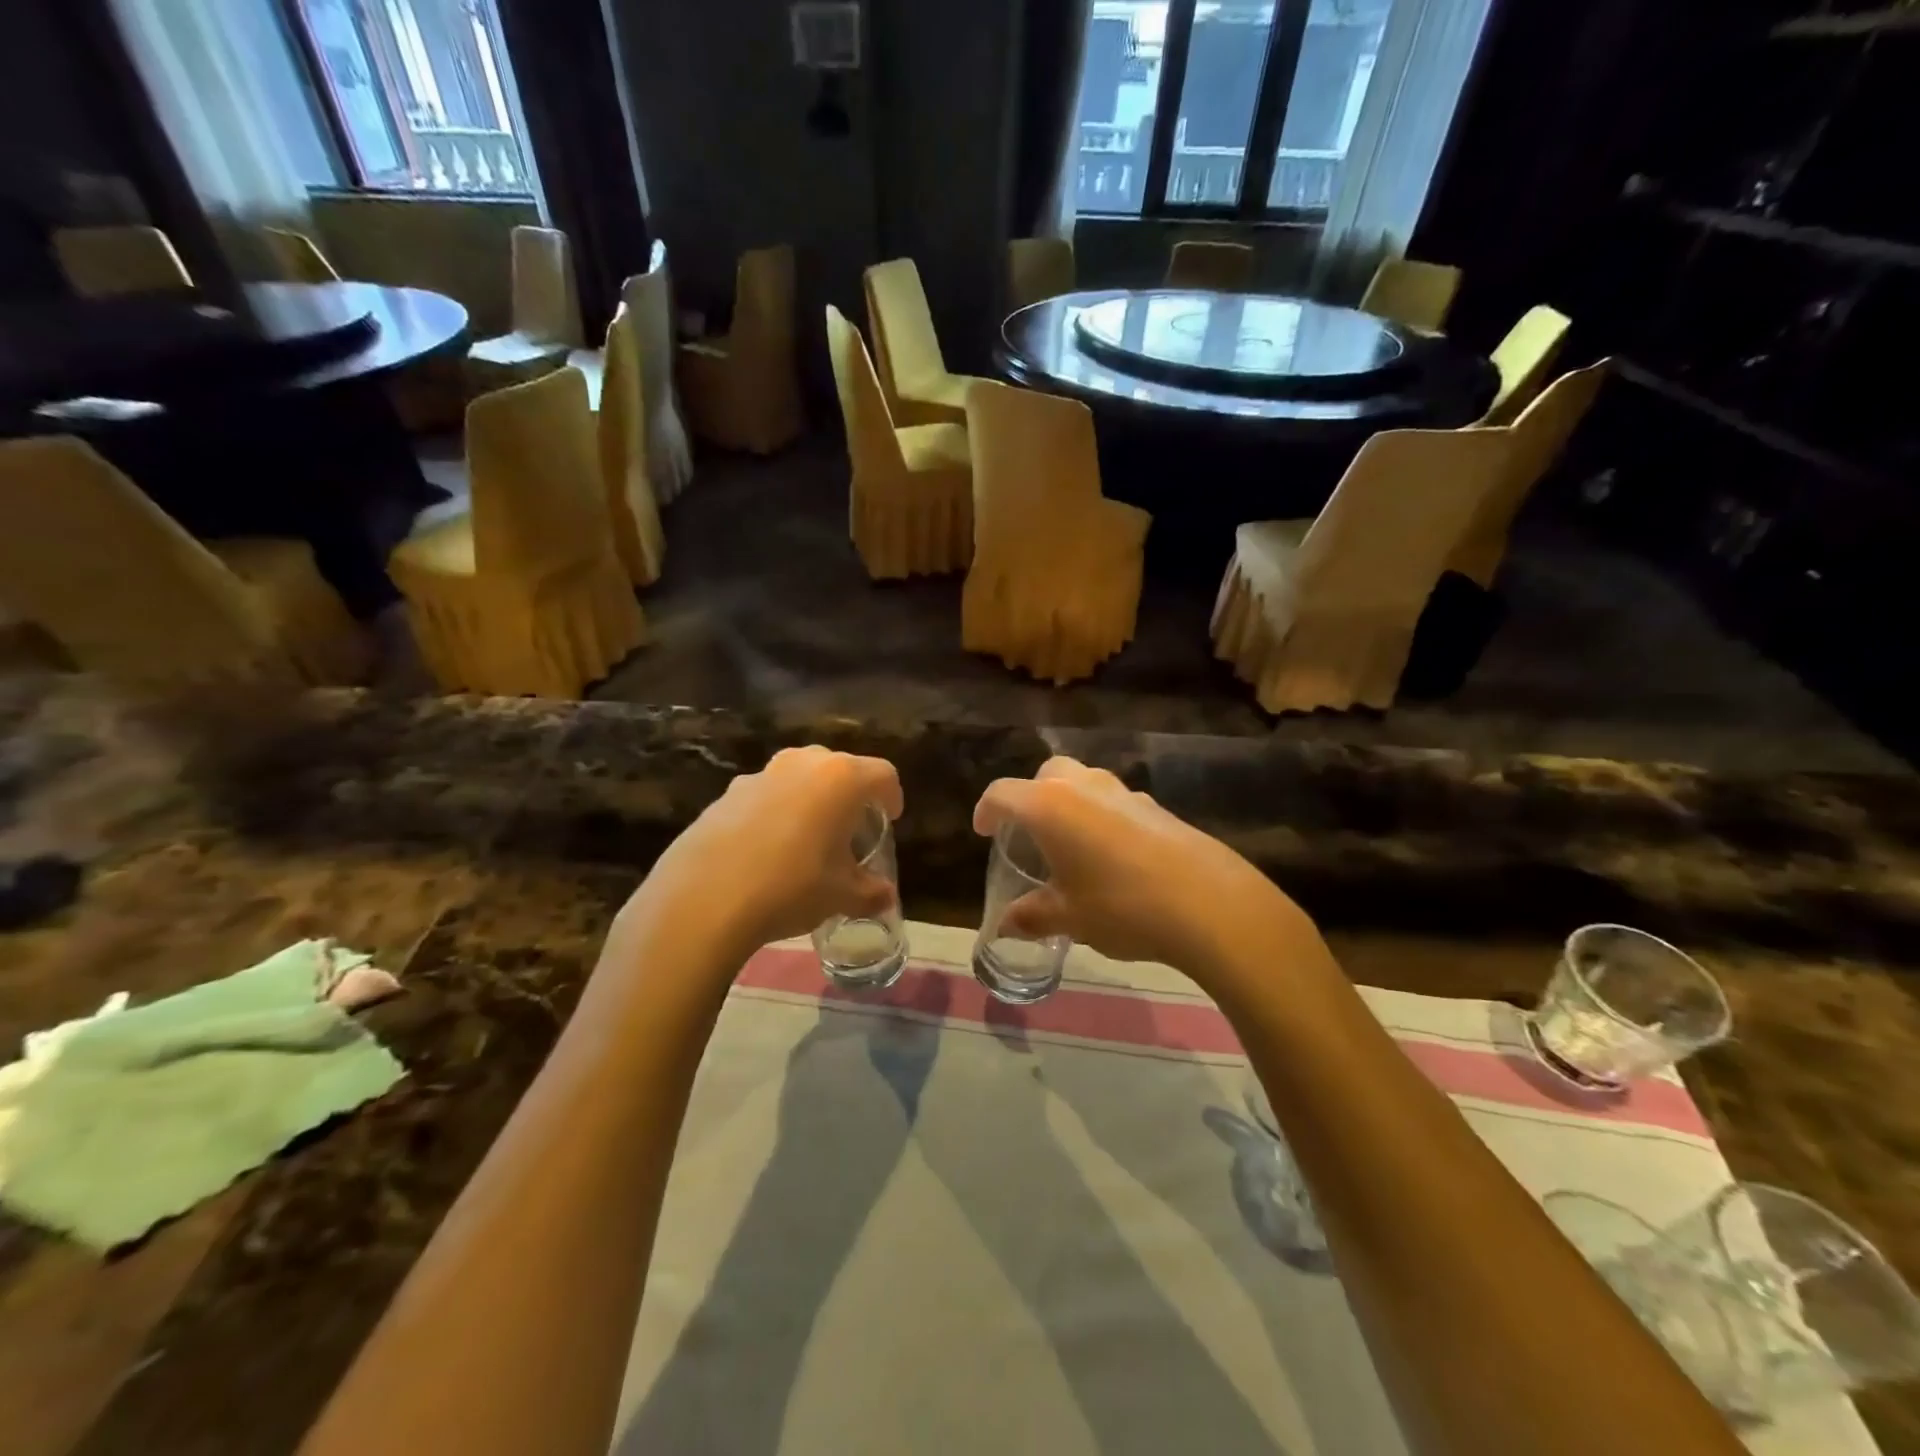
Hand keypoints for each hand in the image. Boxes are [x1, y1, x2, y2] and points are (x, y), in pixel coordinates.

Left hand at [620, 746, 902, 967]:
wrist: (704, 898)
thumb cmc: (791, 887)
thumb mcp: (841, 895)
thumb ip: (870, 892)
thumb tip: (885, 897)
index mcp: (841, 778)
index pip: (883, 774)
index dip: (892, 796)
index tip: (889, 819)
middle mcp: (803, 763)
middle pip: (840, 768)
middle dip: (851, 794)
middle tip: (851, 828)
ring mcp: (762, 773)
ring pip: (800, 776)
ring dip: (812, 798)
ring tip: (809, 837)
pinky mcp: (728, 791)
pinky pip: (767, 793)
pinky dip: (777, 810)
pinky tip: (767, 848)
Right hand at [973, 756, 1323, 988]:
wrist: (1208, 903)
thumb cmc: (1121, 905)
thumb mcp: (1068, 917)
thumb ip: (1032, 916)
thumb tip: (1006, 925)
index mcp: (1049, 806)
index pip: (1003, 793)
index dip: (986, 810)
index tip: (983, 831)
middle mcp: (1083, 786)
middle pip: (1047, 774)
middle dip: (1031, 796)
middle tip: (1029, 833)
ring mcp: (1123, 792)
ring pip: (1084, 782)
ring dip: (1069, 803)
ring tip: (1070, 845)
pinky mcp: (1155, 806)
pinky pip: (1114, 801)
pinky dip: (1102, 816)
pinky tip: (1112, 856)